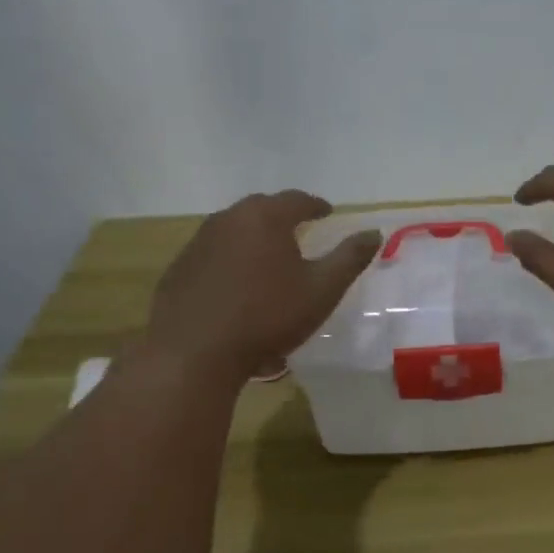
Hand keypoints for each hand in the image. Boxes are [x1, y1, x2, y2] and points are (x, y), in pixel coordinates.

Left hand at [136, 191, 379, 385]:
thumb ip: (350, 258)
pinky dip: (232, 259)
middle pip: (261, 208)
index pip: (296, 199)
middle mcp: (228, 219)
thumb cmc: (268, 316)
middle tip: (300, 230)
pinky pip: (214, 254)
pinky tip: (239, 285)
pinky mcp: (179, 269)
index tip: (327, 213)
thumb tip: (373, 232)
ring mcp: (198, 243)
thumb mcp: (322, 289)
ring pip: (234, 230)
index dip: (316, 205)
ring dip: (255, 238)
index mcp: (265, 218)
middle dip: (283, 217)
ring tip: (271, 258)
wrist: (194, 353)